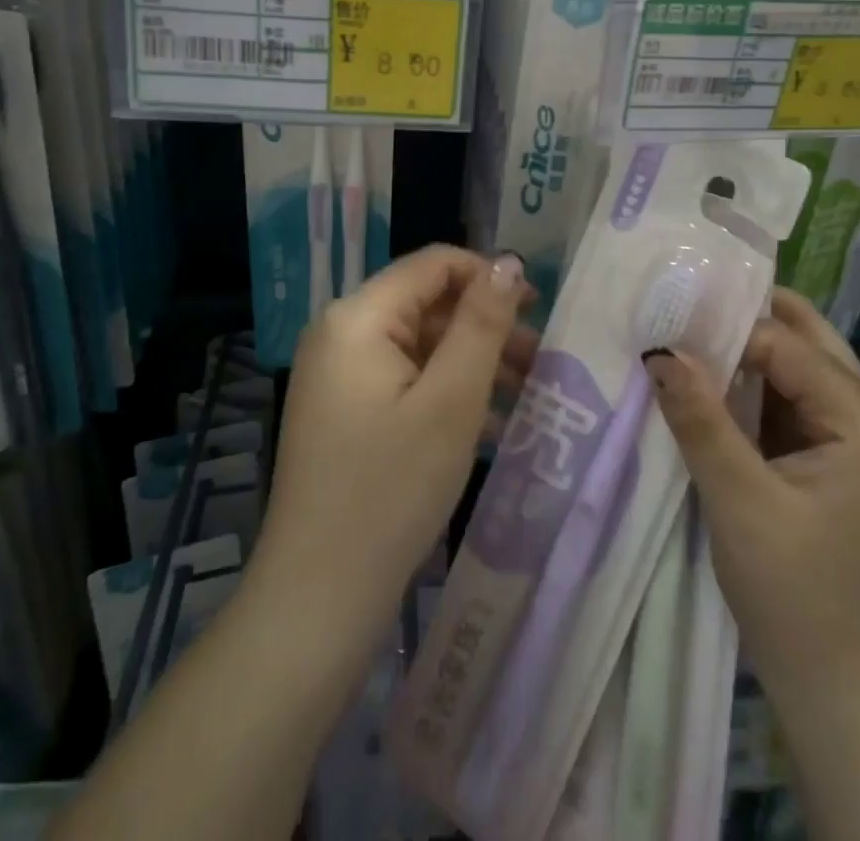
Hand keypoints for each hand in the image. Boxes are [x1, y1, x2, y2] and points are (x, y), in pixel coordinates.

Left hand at [253, 246, 536, 631]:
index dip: (488, 276)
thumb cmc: (391, 489)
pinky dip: (447, 392)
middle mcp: (341, 333)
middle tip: (541, 359)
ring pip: (421, 346)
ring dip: (473, 363)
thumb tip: (507, 262)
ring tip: (527, 392)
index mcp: (358, 317)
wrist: (318, 598)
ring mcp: (338, 376)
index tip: (537, 309)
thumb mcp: (452, 400)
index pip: (433, 264)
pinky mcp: (344, 412)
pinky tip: (491, 426)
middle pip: (428, 305)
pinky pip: (405, 381)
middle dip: (486, 327)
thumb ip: (482, 323)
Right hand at [646, 288, 859, 712]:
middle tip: (683, 307)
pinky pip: (787, 399)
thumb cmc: (794, 594)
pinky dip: (749, 385)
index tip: (668, 321)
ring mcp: (850, 437)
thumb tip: (661, 350)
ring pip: (795, 366)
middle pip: (805, 339)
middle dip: (745, 320)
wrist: (834, 687)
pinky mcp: (828, 457)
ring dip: (744, 351)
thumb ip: (701, 419)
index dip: (726, 330)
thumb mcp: (739, 501)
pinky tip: (707, 381)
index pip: (786, 344)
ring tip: (685, 335)